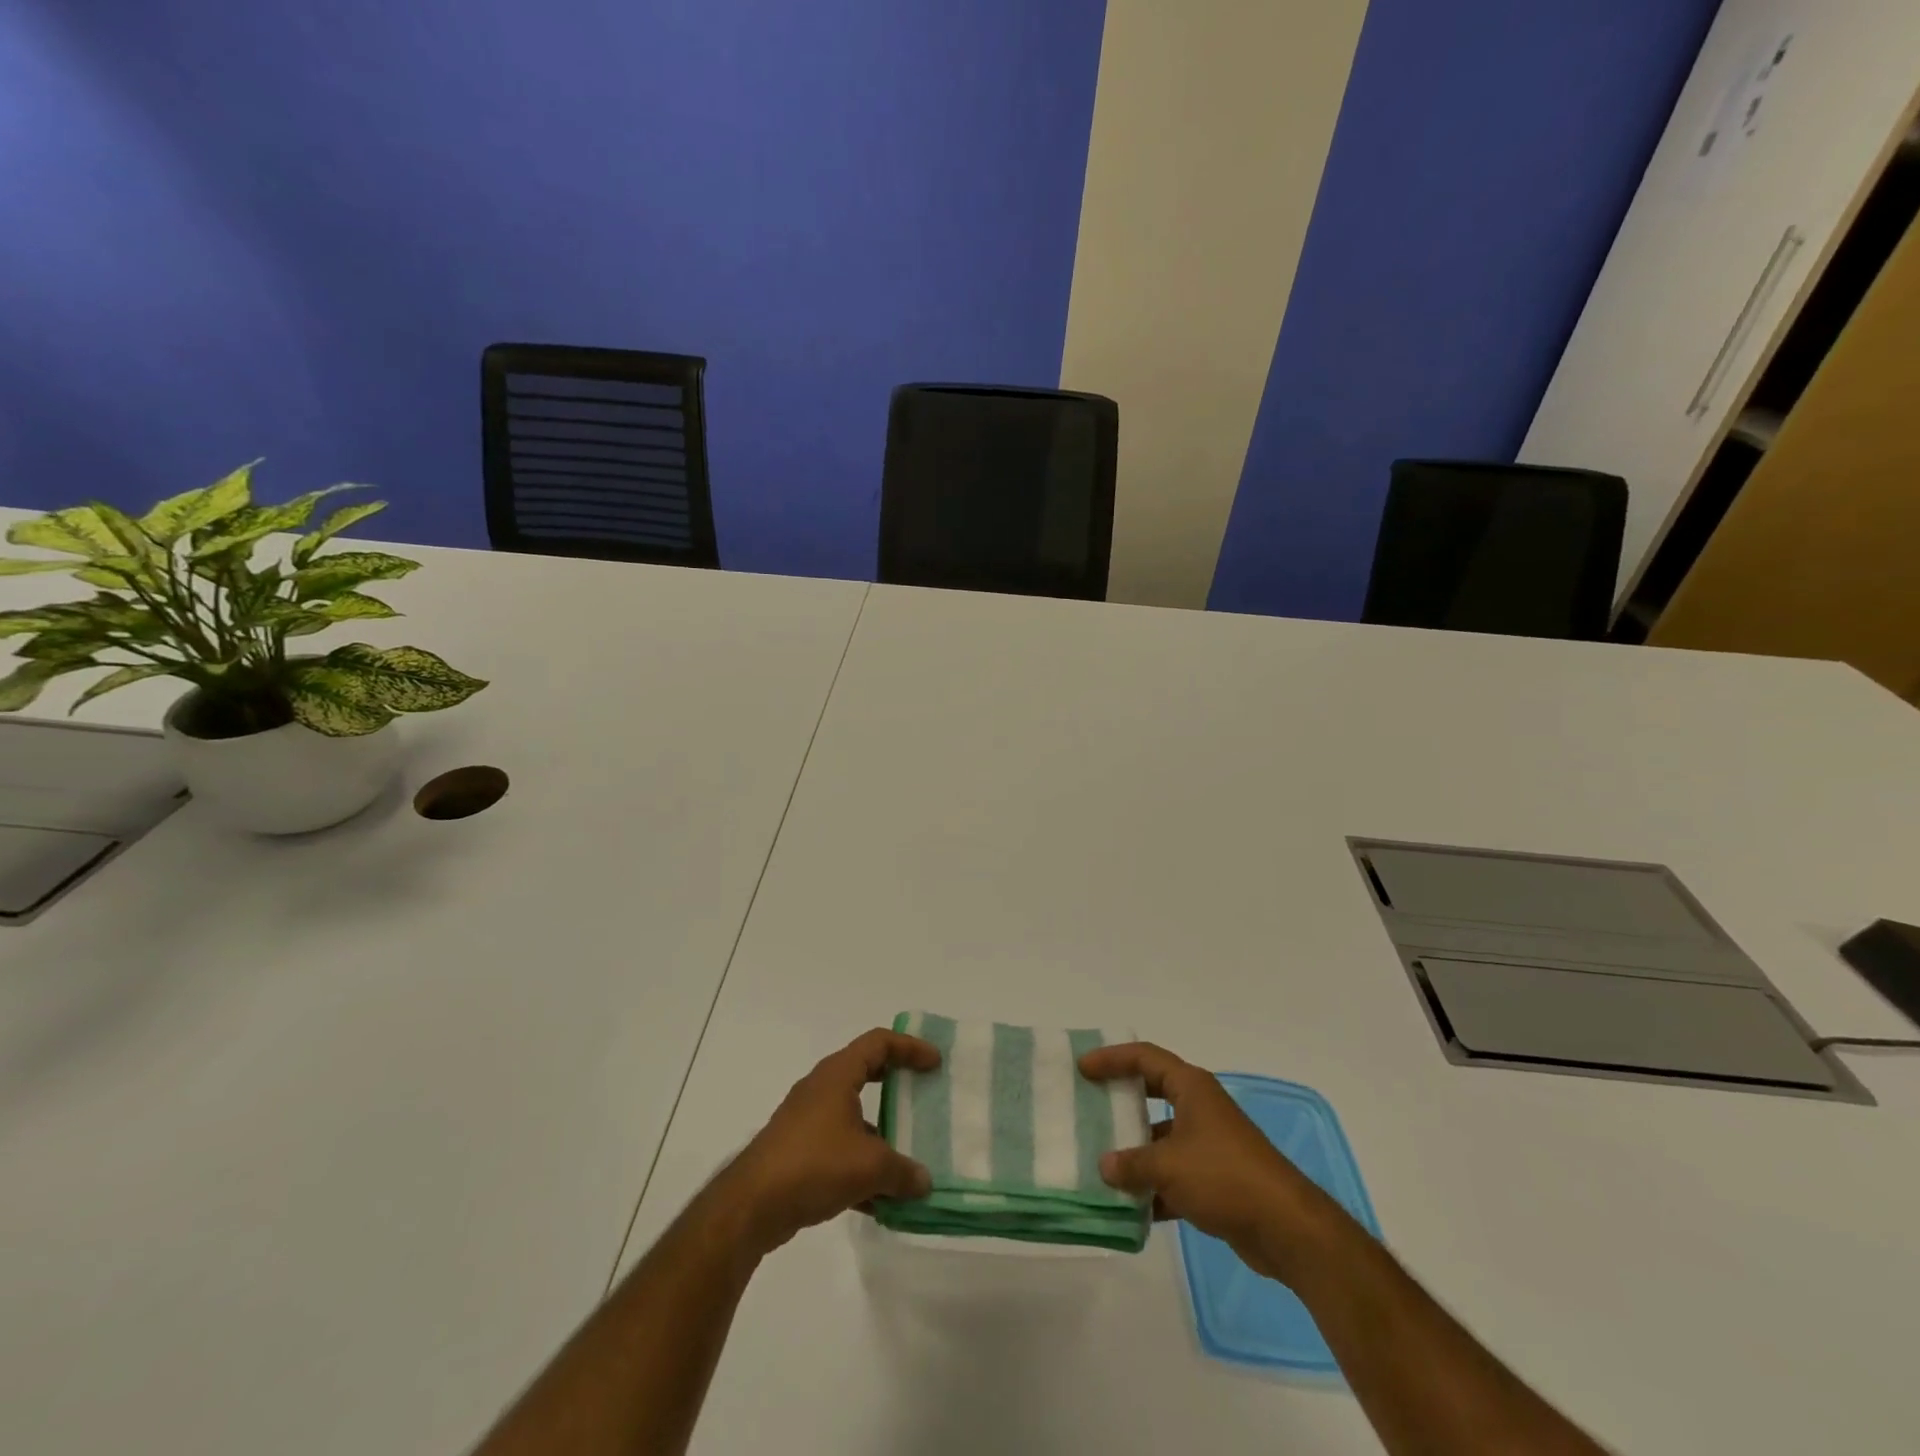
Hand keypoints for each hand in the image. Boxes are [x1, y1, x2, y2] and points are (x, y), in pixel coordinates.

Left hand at [710, 1029, 939, 1257]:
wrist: (751, 1206)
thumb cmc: (814, 1164)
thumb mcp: (870, 1166)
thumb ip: (903, 1172)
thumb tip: (924, 1182)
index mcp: (837, 1075)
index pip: (879, 1042)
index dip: (909, 1047)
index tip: (934, 1063)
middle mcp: (821, 1089)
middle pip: (865, 1072)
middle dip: (895, 1083)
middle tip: (921, 1093)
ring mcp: (806, 1121)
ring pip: (852, 1116)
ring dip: (879, 1134)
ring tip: (907, 1158)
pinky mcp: (797, 1153)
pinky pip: (838, 1149)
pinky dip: (860, 1166)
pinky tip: (879, 1201)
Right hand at [1078, 1041, 1345, 1284]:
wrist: (1286, 1228)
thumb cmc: (1224, 1177)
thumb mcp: (1169, 1166)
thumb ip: (1132, 1164)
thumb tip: (1105, 1166)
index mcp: (1191, 1088)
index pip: (1144, 1058)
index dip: (1112, 1058)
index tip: (1083, 1068)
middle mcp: (1200, 1108)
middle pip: (1152, 1093)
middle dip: (1121, 1101)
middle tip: (1088, 1105)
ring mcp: (1209, 1144)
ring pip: (1161, 1139)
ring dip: (1135, 1152)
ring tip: (1098, 1162)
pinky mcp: (1215, 1180)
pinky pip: (1173, 1175)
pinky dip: (1153, 1188)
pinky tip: (1128, 1208)